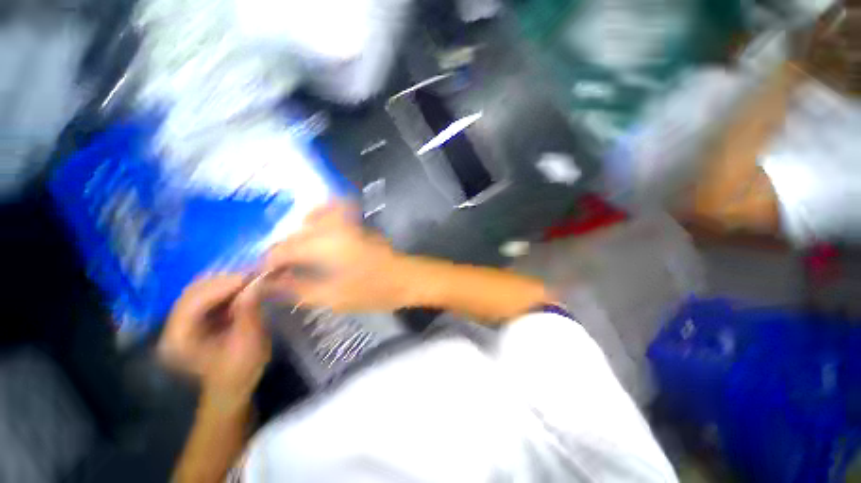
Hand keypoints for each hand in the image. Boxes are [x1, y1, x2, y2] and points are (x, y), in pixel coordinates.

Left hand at [159, 275, 270, 406]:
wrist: (233, 385)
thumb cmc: (240, 370)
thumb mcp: (249, 343)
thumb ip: (249, 313)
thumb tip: (257, 284)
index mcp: (178, 340)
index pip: (193, 302)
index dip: (222, 286)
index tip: (252, 276)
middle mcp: (172, 327)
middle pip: (193, 292)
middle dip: (225, 281)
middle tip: (255, 275)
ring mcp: (181, 322)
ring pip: (200, 290)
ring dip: (227, 283)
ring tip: (251, 279)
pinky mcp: (193, 319)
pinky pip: (207, 295)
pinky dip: (226, 288)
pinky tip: (243, 287)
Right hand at [263, 202, 413, 312]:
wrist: (406, 278)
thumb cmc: (373, 289)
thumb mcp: (333, 297)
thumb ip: (298, 289)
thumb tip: (269, 284)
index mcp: (325, 244)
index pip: (284, 249)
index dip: (267, 263)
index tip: (259, 277)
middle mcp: (333, 228)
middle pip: (296, 232)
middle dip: (281, 249)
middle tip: (276, 270)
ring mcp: (348, 223)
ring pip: (313, 217)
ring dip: (299, 232)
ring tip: (295, 253)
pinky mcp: (358, 226)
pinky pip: (332, 214)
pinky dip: (319, 220)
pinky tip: (318, 238)